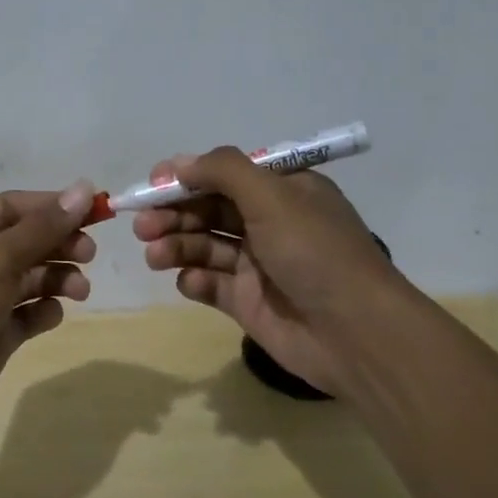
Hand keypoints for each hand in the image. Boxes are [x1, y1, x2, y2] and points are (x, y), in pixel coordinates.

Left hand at [0, 181, 97, 431]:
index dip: (54, 206)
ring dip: (59, 278)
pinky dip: (44, 310)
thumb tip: (84, 188)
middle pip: (27, 240)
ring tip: (80, 290)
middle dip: (60, 243)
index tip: (95, 211)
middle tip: (89, 254)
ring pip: (31, 277)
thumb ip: (43, 227)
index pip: (15, 206)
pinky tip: (49, 315)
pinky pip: (27, 312)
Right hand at [132, 148, 396, 395]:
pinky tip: (190, 282)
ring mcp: (257, 265)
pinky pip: (210, 284)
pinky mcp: (247, 302)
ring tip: (154, 254)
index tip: (153, 184)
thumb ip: (222, 171)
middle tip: (143, 225)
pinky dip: (194, 280)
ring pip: (204, 246)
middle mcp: (269, 223)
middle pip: (208, 210)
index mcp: (283, 191)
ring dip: (176, 245)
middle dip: (173, 214)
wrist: (354, 333)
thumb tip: (178, 163)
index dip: (187, 177)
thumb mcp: (271, 196)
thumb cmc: (314, 252)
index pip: (225, 175)